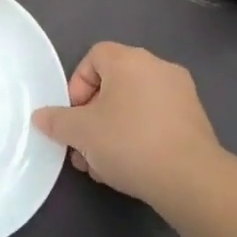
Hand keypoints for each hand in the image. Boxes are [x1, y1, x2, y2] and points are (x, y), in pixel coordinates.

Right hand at [33, 42, 227, 210]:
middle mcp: (158, 67)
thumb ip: (56, 121)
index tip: (74, 116)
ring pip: (133, 105)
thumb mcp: (80, 132)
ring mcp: (181, 93)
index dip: (77, 85)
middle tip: (84, 145)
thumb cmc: (129, 142)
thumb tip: (41, 117)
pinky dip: (138, 136)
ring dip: (112, 129)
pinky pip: (155, 119)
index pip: (94, 57)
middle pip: (113, 84)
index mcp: (130, 60)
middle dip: (92, 114)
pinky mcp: (195, 119)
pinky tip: (130, 167)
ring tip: (102, 164)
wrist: (190, 179)